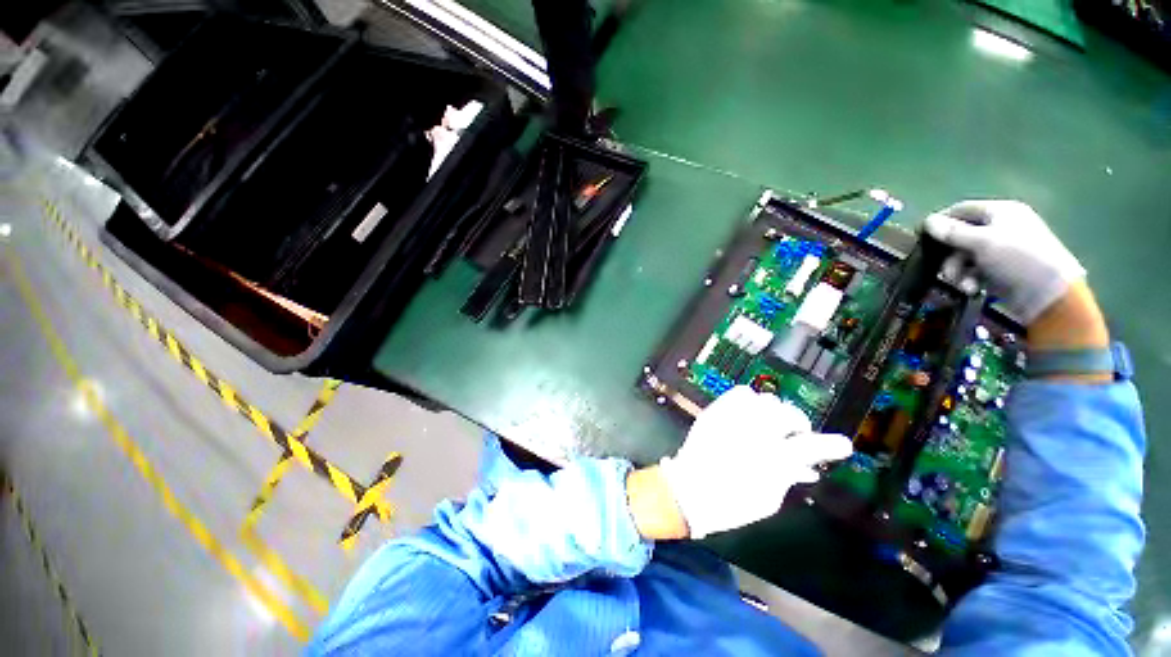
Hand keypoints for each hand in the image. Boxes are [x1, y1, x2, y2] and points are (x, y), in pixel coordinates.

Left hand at [655, 386, 852, 538]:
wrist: (688, 490)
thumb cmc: (731, 503)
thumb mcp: (768, 499)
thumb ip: (789, 477)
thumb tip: (807, 466)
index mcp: (768, 460)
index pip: (808, 445)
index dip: (829, 444)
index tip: (842, 444)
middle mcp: (751, 433)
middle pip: (786, 414)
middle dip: (797, 424)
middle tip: (796, 435)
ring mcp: (731, 418)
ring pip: (764, 399)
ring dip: (774, 411)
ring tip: (771, 424)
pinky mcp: (715, 412)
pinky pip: (739, 393)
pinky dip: (750, 400)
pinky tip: (751, 414)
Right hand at [923, 200, 1085, 325]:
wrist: (1049, 294)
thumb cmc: (1017, 259)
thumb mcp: (982, 242)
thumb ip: (952, 232)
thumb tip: (928, 221)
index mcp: (1001, 212)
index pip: (962, 210)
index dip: (940, 222)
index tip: (920, 237)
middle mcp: (1001, 227)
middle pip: (960, 236)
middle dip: (950, 254)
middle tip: (942, 269)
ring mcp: (1002, 249)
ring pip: (965, 256)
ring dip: (957, 270)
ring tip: (962, 284)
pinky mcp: (1001, 269)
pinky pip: (975, 269)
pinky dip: (970, 279)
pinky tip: (973, 288)